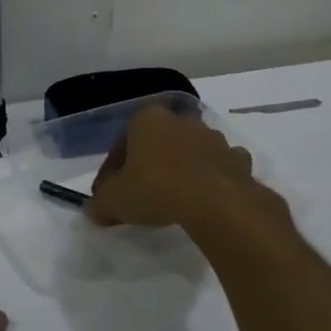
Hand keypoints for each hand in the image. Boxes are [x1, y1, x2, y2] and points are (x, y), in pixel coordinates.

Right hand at [85, 104, 262, 229]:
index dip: (111, 171)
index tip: (109, 194)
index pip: (121, 144)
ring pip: (189, 151)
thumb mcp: (114, 200)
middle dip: (147, 165)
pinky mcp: (237, 159)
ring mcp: (213, 138)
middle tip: (139, 194)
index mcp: (147, 119)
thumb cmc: (156, 189)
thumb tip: (93, 210)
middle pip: (156, 143)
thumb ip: (100, 203)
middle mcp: (180, 120)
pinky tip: (205, 198)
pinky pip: (218, 166)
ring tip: (172, 198)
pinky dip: (211, 177)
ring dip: (180, 169)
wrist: (215, 202)